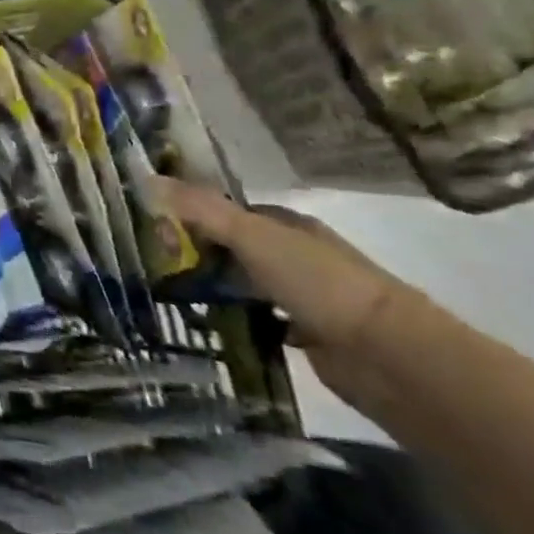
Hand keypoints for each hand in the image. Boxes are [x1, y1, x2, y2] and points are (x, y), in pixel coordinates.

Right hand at [153, 178, 418, 393]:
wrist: (387, 355)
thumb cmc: (318, 283)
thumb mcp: (252, 237)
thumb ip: (201, 210)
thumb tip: (145, 178)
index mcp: (288, 225)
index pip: (229, 211)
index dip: (191, 214)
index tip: (154, 226)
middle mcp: (296, 255)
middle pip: (234, 247)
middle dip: (198, 253)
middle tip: (154, 264)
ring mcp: (304, 296)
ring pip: (245, 284)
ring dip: (216, 289)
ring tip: (170, 296)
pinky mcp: (307, 335)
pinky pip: (260, 321)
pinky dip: (237, 322)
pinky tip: (210, 327)